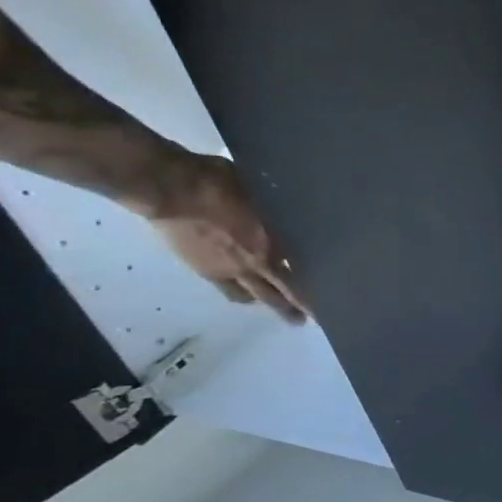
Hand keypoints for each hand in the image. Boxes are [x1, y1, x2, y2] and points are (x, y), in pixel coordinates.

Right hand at [146, 153, 308, 321]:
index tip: (331, 298)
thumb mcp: (263, 195)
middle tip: (308, 319)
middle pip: (281, 294)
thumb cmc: (218, 183)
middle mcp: (255, 264)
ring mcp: (228, 270)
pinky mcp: (204, 270)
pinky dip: (242, 294)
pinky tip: (246, 295)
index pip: (301, 275)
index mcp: (273, 245)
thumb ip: (278, 214)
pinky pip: (229, 290)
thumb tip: (293, 218)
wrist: (169, 188)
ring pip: (255, 296)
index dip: (313, 290)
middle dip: (296, 308)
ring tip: (281, 310)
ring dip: (269, 303)